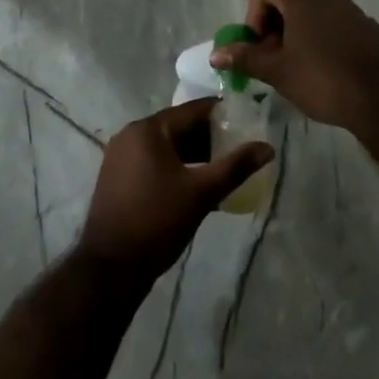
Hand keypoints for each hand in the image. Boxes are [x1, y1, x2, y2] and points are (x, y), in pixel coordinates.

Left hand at [76, 99, 273, 283]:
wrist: (110, 268)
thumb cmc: (156, 221)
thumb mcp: (201, 193)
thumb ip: (235, 166)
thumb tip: (268, 147)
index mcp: (148, 129)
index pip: (192, 110)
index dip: (222, 114)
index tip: (247, 121)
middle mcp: (130, 134)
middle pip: (179, 127)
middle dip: (209, 137)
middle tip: (239, 149)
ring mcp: (120, 156)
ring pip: (167, 146)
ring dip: (194, 155)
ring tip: (223, 169)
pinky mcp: (117, 177)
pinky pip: (154, 161)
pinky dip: (176, 166)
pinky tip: (196, 184)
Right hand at [211, 0, 378, 130]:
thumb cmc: (323, 79)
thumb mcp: (278, 71)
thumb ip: (246, 58)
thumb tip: (216, 53)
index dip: (253, 11)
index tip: (260, 44)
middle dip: (272, 25)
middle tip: (273, 60)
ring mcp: (348, 8)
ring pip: (310, 10)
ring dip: (295, 32)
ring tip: (297, 67)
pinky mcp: (364, 25)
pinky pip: (332, 22)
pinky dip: (319, 37)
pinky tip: (324, 69)